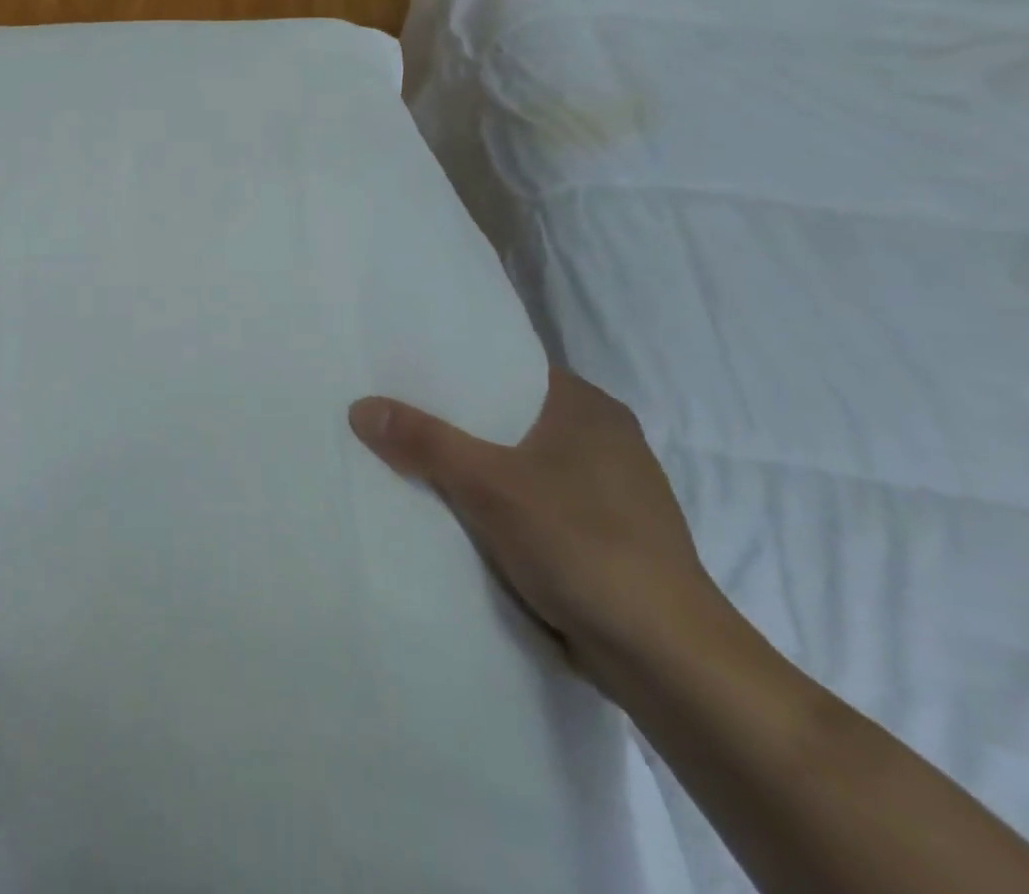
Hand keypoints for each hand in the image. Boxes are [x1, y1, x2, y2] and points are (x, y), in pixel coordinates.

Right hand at [349, 369, 728, 687]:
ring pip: (516, 460)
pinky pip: (528, 500)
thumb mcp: (489, 485)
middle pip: (505, 414)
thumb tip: (360, 406)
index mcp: (587, 407)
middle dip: (453, 418)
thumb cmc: (584, 546)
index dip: (453, 366)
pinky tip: (453, 507)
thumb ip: (424, 442)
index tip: (401, 367)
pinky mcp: (599, 536)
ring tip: (408, 453)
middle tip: (391, 409)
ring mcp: (604, 491)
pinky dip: (493, 500)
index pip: (506, 366)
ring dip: (472, 464)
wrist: (669, 663)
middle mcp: (601, 439)